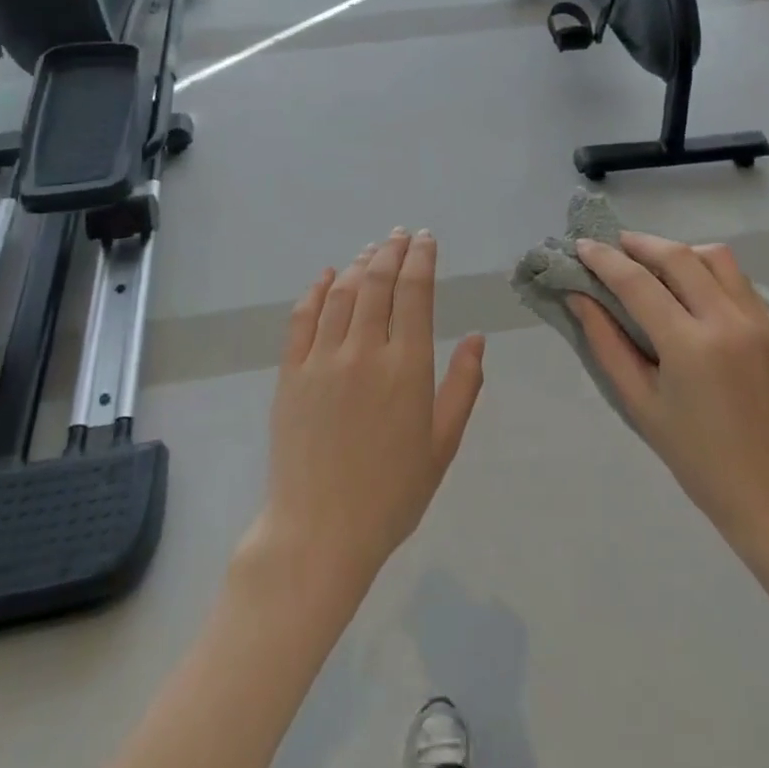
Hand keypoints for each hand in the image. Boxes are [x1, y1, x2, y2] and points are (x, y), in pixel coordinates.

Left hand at [253, 229, 485, 590]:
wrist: (319, 532)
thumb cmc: (392, 494)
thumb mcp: (443, 445)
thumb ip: (463, 386)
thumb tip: (478, 339)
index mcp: (407, 367)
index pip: (415, 292)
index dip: (421, 259)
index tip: (426, 239)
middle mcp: (364, 351)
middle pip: (378, 282)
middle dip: (392, 251)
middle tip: (401, 235)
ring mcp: (322, 359)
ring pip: (342, 293)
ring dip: (359, 264)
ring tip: (372, 250)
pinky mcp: (290, 373)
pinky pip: (302, 318)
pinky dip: (316, 290)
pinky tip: (327, 275)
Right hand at [573, 232, 768, 547]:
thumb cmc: (695, 456)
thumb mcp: (639, 403)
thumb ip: (606, 344)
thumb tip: (578, 297)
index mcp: (690, 346)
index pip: (638, 284)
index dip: (605, 259)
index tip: (581, 245)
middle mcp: (728, 321)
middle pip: (679, 256)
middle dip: (640, 243)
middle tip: (613, 244)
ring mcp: (758, 320)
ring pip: (715, 257)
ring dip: (678, 251)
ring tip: (652, 263)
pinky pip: (738, 279)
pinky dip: (708, 270)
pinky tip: (690, 288)